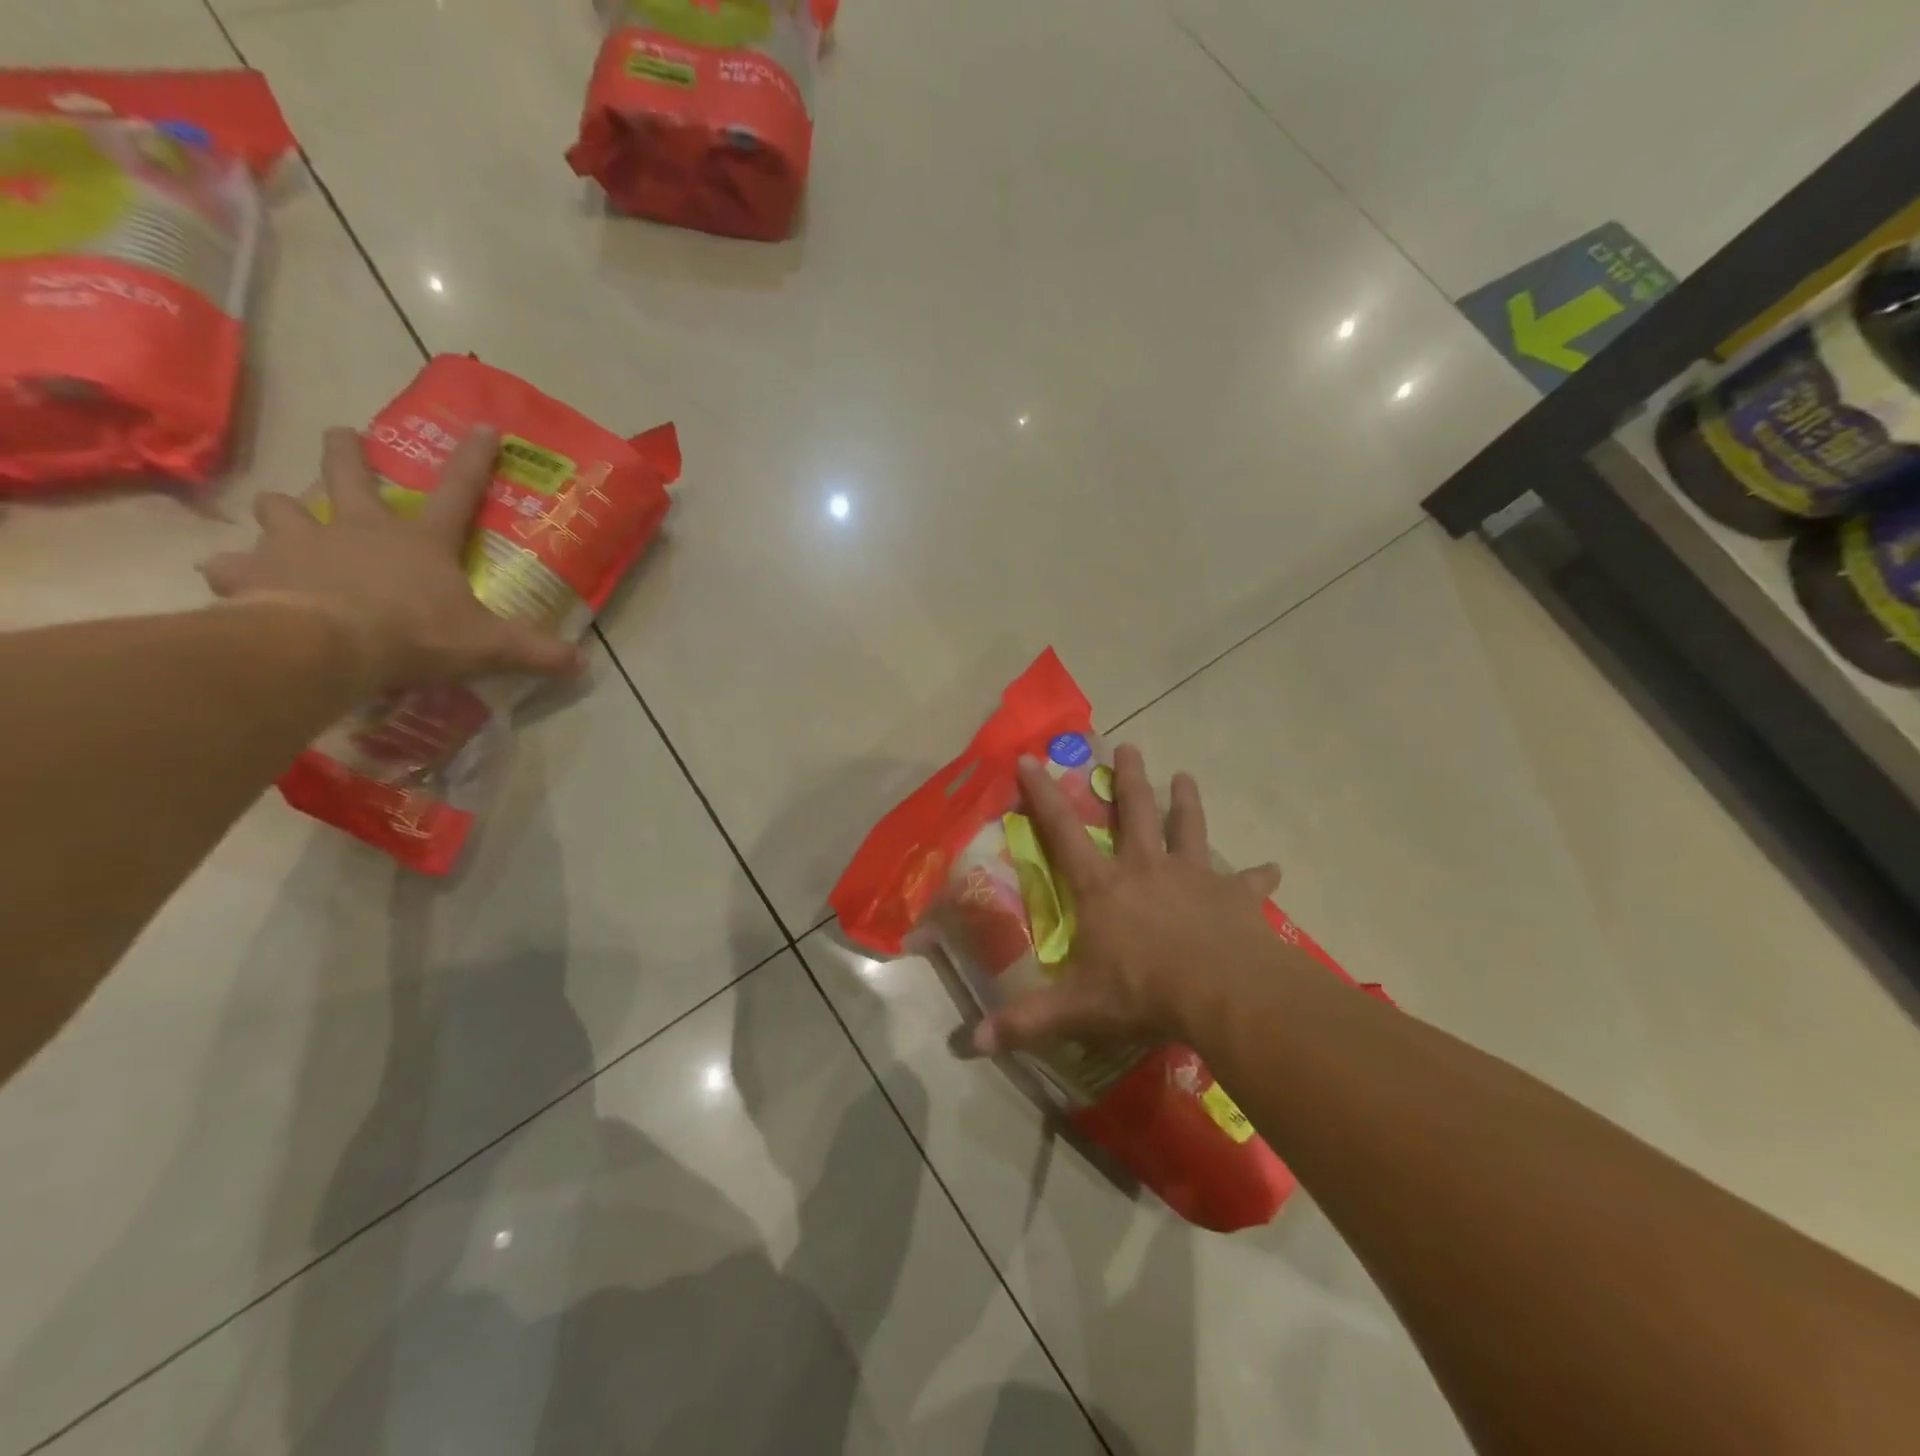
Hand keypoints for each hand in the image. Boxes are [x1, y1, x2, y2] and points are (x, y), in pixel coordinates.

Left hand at [198, 426, 582, 693]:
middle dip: (344, 451)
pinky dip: (236, 572)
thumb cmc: (415, 634)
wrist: (326, 645)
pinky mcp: (254, 571)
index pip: (457, 491)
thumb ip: (534, 651)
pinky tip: (236, 581)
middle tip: (341, 437)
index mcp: (418, 540)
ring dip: (284, 513)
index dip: (474, 460)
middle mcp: (357, 528)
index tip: (484, 427)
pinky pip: (233, 566)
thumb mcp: (488, 647)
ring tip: (287, 525)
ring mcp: (300, 544)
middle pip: (345, 472)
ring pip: (279, 507)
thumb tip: (582, 663)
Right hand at [972, 745, 1286, 1055]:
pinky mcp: (1234, 897)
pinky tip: (1274, 868)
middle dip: (1128, 779)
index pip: (1062, 831)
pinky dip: (1259, 875)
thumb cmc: (1143, 992)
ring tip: (1185, 776)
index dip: (1043, 795)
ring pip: (1188, 828)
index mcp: (1104, 887)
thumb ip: (1026, 1022)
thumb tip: (970, 1043)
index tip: (1031, 759)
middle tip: (1128, 746)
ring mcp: (1194, 878)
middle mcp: (1146, 869)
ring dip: (1186, 802)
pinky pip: (1249, 882)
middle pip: (1134, 812)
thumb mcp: (1077, 1009)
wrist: (1223, 994)